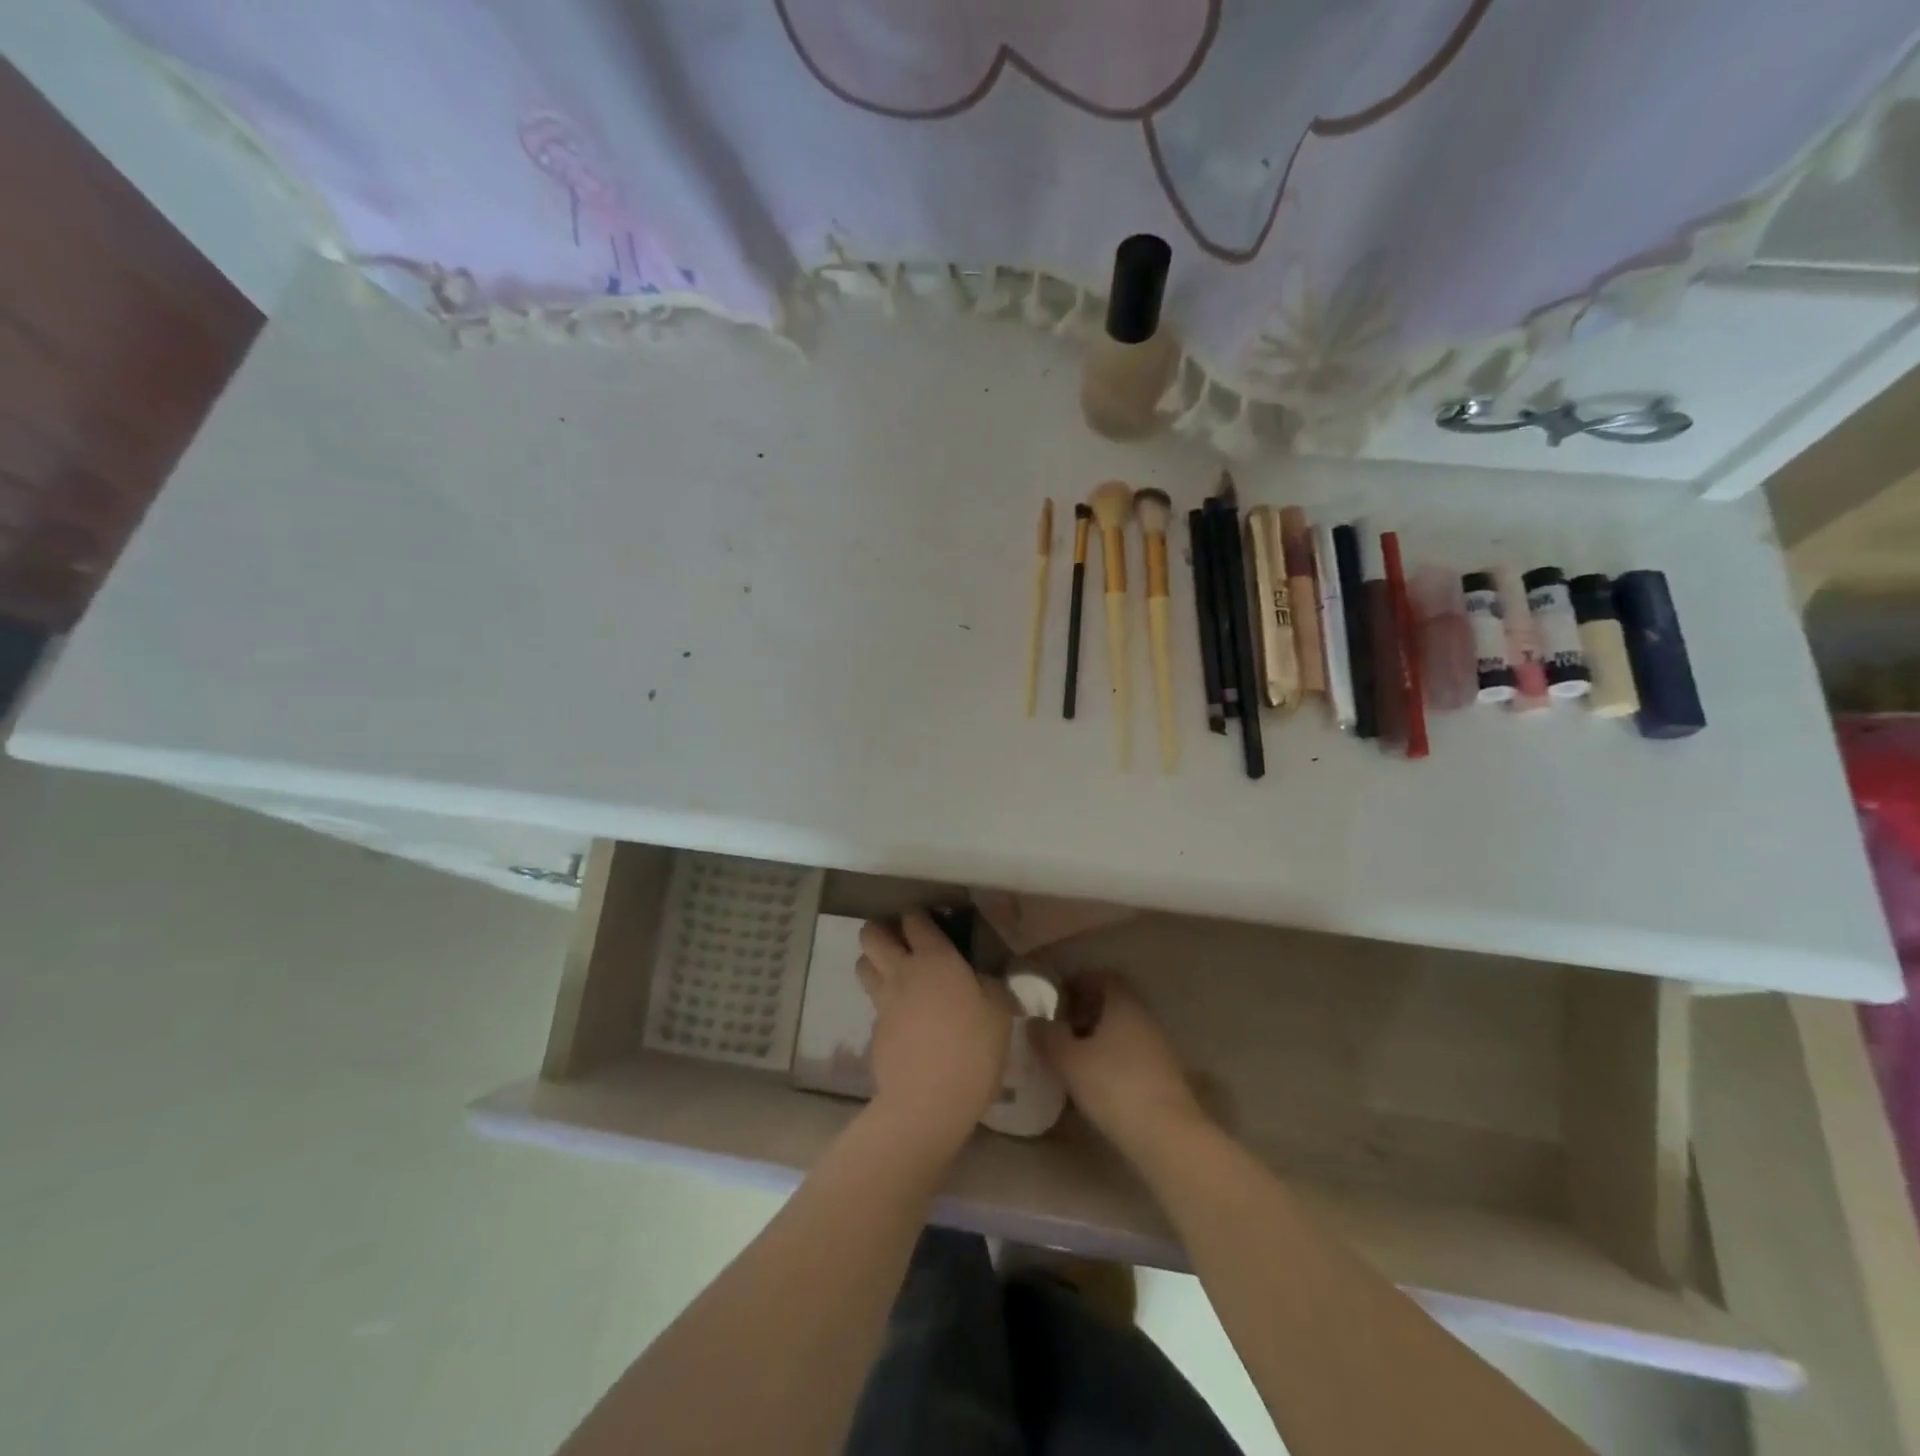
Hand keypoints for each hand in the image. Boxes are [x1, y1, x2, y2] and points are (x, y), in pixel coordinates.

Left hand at [856, 913, 1012, 1151]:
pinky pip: (873, 1004)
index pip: (914, 919)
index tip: (929, 921)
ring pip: (863, 965)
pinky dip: (883, 1002)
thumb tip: (981, 979)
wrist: (928, 1102)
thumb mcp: (999, 1013)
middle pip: (871, 934)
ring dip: (874, 961)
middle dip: (881, 930)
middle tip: (900, 941)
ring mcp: (883, 1001)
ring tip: (894, 973)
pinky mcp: (873, 1030)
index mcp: (935, 958)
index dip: (918, 916)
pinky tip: (903, 1018)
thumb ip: (989, 986)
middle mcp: (902, 971)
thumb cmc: (972, 1050)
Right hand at [1032, 974, 1206, 1163]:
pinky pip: (1132, 1056)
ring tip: (1071, 1056)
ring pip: (1123, 1032)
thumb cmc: (1114, 1085)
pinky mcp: (1164, 1078)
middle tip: (1059, 1025)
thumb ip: (1048, 1038)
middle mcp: (1144, 1019)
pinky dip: (1112, 1060)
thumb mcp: (1070, 1061)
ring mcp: (1158, 1049)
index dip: (1080, 981)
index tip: (1058, 994)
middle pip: (1114, 1005)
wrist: (1167, 1136)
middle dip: (1086, 1011)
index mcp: (1124, 1005)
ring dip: (1098, 1038)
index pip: (1104, 978)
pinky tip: (1094, 1082)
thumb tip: (1033, 1022)